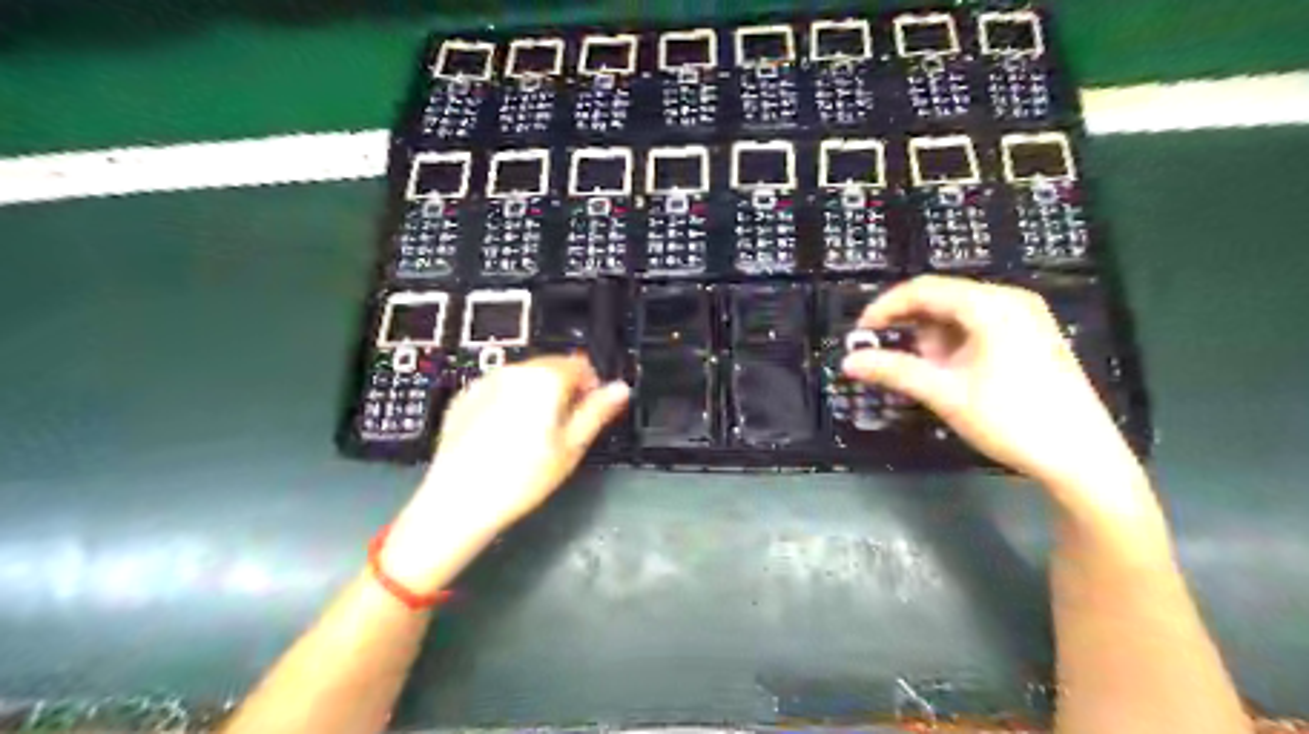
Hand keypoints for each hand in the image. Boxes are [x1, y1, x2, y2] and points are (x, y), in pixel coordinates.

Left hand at [379, 353, 628, 588]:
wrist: (459, 500)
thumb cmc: (522, 477)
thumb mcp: (571, 447)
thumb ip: (597, 411)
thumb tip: (620, 389)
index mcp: (544, 379)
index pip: (580, 364)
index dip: (591, 386)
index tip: (589, 411)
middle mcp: (513, 371)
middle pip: (550, 366)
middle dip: (563, 389)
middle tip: (562, 429)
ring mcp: (485, 382)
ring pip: (524, 378)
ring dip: (536, 395)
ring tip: (532, 436)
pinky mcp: (464, 397)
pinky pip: (497, 389)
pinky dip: (508, 403)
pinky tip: (504, 437)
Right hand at [843, 275, 1140, 497]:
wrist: (1081, 458)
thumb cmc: (1011, 419)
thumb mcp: (945, 393)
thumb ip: (894, 371)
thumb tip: (848, 362)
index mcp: (991, 304)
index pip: (923, 289)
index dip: (885, 308)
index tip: (860, 335)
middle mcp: (1010, 300)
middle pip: (941, 298)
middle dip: (910, 327)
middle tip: (890, 358)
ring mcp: (1026, 316)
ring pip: (959, 314)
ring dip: (933, 339)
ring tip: (929, 375)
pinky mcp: (1032, 336)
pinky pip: (979, 326)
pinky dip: (955, 344)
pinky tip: (954, 373)